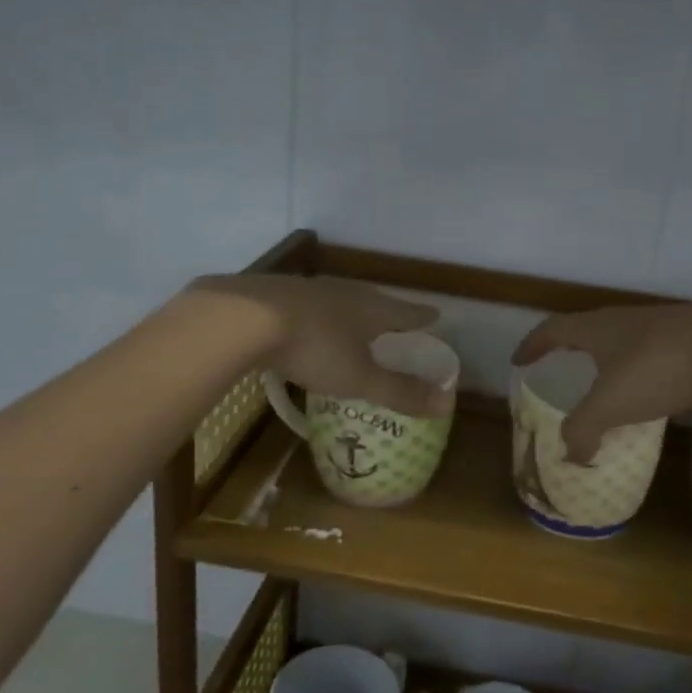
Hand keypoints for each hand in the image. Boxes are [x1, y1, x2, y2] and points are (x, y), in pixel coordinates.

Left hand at [188, 274, 449, 415]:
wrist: (244, 318)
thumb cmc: (314, 348)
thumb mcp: (360, 377)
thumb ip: (400, 392)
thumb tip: (447, 403)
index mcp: (372, 308)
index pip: (407, 311)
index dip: (422, 316)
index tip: (436, 315)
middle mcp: (346, 291)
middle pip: (375, 301)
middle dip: (387, 312)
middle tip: (397, 320)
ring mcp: (310, 289)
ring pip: (340, 299)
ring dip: (351, 311)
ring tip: (355, 322)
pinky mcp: (278, 292)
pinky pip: (309, 304)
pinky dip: (318, 315)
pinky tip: (309, 323)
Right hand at [511, 304, 691, 460]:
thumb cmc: (660, 370)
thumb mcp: (610, 405)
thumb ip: (582, 431)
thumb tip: (569, 456)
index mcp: (598, 328)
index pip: (553, 329)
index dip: (533, 345)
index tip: (519, 360)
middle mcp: (626, 320)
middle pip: (588, 330)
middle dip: (570, 349)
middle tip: (559, 368)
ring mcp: (662, 327)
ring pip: (624, 342)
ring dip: (608, 361)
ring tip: (604, 386)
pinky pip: (654, 356)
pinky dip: (641, 373)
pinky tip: (652, 395)